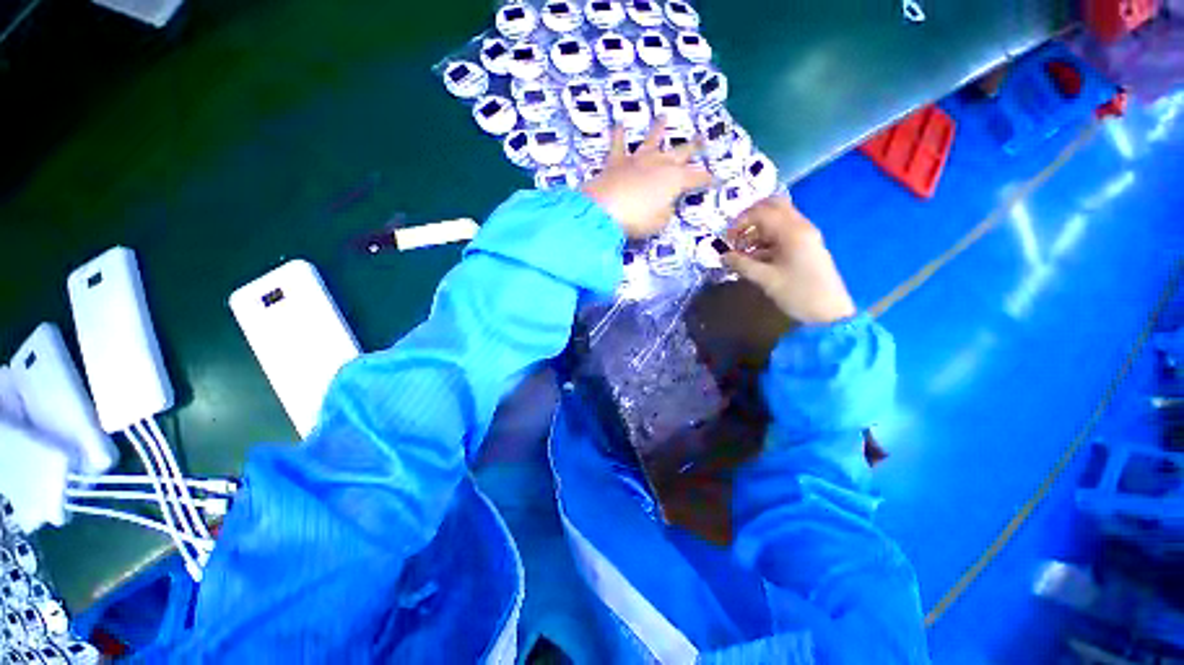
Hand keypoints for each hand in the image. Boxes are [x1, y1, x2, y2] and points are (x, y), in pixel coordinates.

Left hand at [581, 122, 712, 238]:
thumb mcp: (660, 222)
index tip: (717, 180)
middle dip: (694, 146)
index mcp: (675, 180)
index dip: (707, 180)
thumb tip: (665, 205)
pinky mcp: (616, 162)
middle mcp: (659, 164)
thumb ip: (666, 211)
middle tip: (704, 138)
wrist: (604, 210)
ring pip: (651, 140)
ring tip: (664, 115)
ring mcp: (637, 160)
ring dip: (658, 128)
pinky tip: (618, 122)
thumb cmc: (637, 219)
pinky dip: (618, 134)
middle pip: (681, 152)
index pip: (697, 178)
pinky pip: (617, 145)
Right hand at [723, 196, 856, 324]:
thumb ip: (742, 264)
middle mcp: (800, 227)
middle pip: (772, 207)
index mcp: (791, 231)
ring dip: (756, 230)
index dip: (740, 222)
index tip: (726, 239)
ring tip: (741, 251)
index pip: (761, 212)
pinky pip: (782, 233)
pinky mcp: (805, 245)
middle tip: (735, 237)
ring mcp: (804, 235)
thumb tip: (723, 255)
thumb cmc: (797, 293)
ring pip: (777, 220)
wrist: (829, 311)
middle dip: (749, 219)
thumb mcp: (765, 279)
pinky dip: (765, 239)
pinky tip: (754, 257)